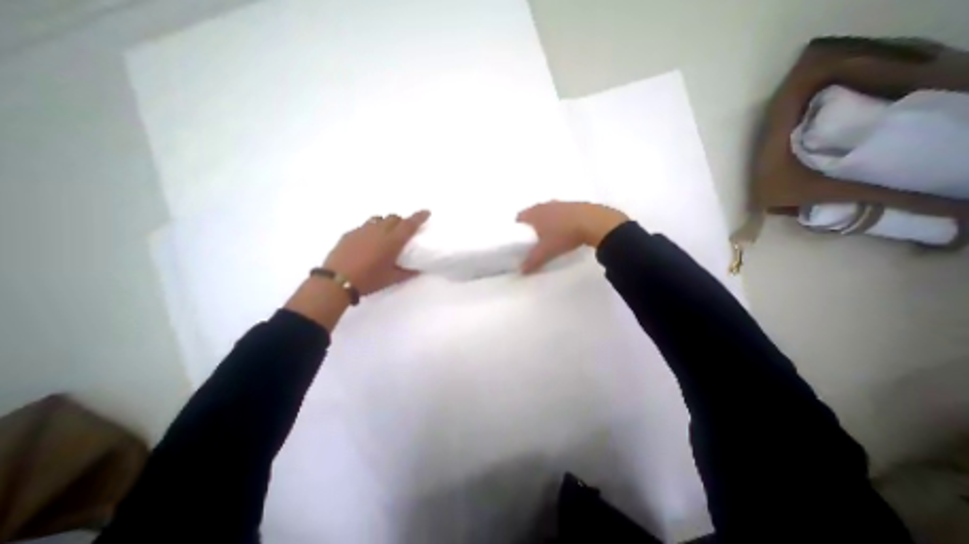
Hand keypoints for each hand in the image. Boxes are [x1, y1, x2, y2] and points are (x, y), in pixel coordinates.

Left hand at [326, 209, 430, 293]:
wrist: (336, 281)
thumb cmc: (368, 280)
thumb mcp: (391, 279)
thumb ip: (407, 273)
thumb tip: (418, 270)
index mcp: (392, 241)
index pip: (409, 224)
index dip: (419, 217)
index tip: (426, 212)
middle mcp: (379, 231)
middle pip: (394, 217)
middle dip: (401, 221)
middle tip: (403, 232)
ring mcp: (362, 230)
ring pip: (378, 219)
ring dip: (386, 223)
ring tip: (385, 235)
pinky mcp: (350, 233)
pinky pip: (365, 226)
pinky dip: (371, 230)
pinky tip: (368, 243)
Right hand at [515, 203, 629, 274]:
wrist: (593, 222)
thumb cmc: (563, 235)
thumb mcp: (546, 252)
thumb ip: (532, 261)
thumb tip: (521, 271)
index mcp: (534, 213)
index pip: (519, 217)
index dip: (518, 227)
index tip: (520, 237)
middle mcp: (545, 205)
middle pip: (533, 213)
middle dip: (532, 224)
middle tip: (534, 238)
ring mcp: (560, 203)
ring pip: (548, 211)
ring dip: (547, 220)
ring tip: (550, 234)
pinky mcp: (574, 204)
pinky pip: (561, 212)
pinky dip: (560, 219)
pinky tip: (566, 229)